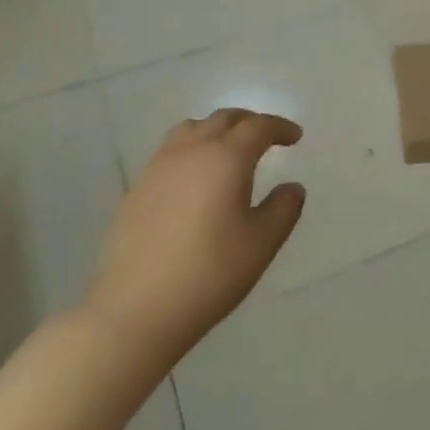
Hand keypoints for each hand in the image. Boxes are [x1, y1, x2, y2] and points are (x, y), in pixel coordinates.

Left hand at [86, 110, 305, 357]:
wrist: (134, 310)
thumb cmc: (209, 274)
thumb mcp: (261, 244)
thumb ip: (283, 209)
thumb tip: (292, 187)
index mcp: (226, 158)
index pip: (258, 126)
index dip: (280, 127)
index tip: (295, 137)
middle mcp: (191, 151)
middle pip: (224, 119)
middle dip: (250, 123)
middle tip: (267, 138)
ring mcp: (159, 167)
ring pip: (192, 129)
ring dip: (217, 130)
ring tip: (228, 150)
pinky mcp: (137, 188)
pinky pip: (170, 151)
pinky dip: (192, 150)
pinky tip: (195, 179)